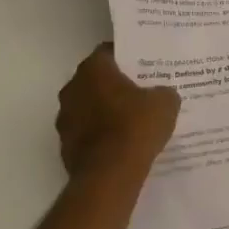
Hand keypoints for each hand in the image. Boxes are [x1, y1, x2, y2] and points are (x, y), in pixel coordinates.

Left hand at [55, 44, 179, 178]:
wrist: (109, 175)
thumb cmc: (135, 128)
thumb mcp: (164, 104)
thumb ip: (163, 93)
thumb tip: (162, 94)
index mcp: (93, 70)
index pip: (108, 53)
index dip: (126, 58)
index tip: (142, 67)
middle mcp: (72, 89)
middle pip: (95, 81)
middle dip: (114, 87)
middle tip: (139, 94)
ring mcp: (64, 119)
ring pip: (88, 108)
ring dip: (104, 113)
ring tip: (130, 123)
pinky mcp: (64, 146)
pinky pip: (86, 135)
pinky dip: (99, 138)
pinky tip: (119, 147)